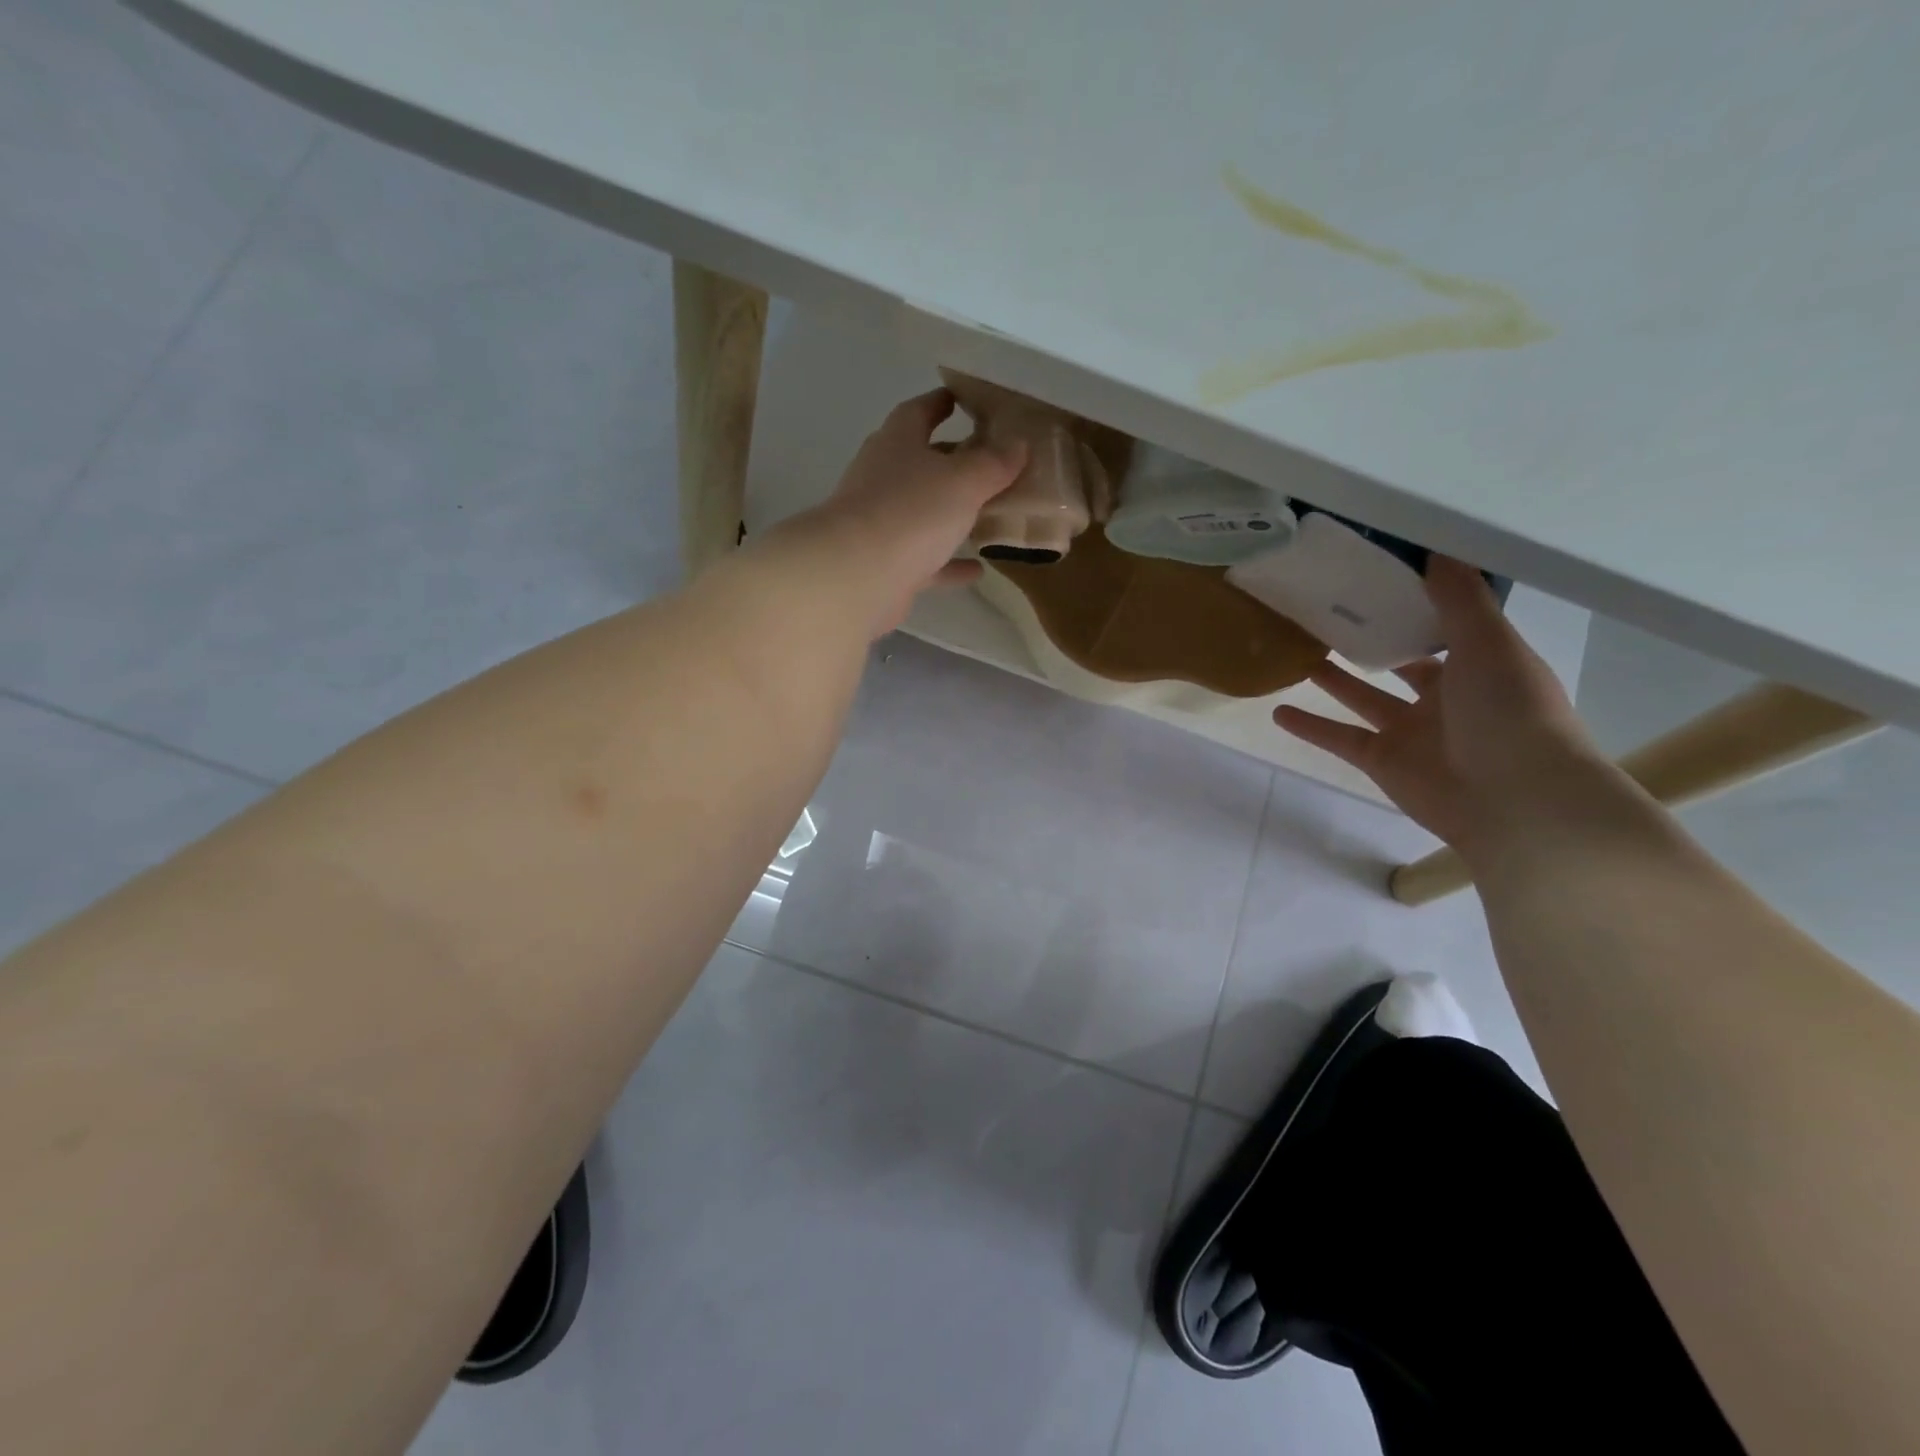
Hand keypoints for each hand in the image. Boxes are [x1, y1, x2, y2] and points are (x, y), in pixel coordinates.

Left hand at [795, 388, 1025, 635]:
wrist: (857, 576)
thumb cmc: (911, 512)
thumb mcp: (964, 480)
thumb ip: (994, 463)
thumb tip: (1018, 443)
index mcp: (897, 443)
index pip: (919, 411)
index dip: (942, 402)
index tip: (964, 399)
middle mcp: (884, 477)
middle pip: (921, 462)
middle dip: (953, 459)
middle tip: (991, 460)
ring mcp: (882, 523)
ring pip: (923, 512)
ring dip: (952, 513)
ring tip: (991, 513)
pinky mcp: (886, 564)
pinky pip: (926, 560)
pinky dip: (949, 563)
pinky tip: (978, 568)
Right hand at [1274, 559, 1600, 852]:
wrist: (1516, 799)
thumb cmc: (1511, 711)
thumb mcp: (1489, 643)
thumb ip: (1460, 599)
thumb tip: (1436, 550)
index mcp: (1479, 665)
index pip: (1442, 627)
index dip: (1414, 604)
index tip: (1376, 577)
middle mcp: (1445, 697)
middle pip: (1399, 662)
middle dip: (1370, 641)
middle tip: (1326, 613)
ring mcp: (1410, 732)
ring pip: (1363, 698)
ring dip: (1333, 680)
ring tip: (1297, 653)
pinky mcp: (1382, 761)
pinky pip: (1339, 738)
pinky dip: (1309, 727)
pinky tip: (1277, 711)